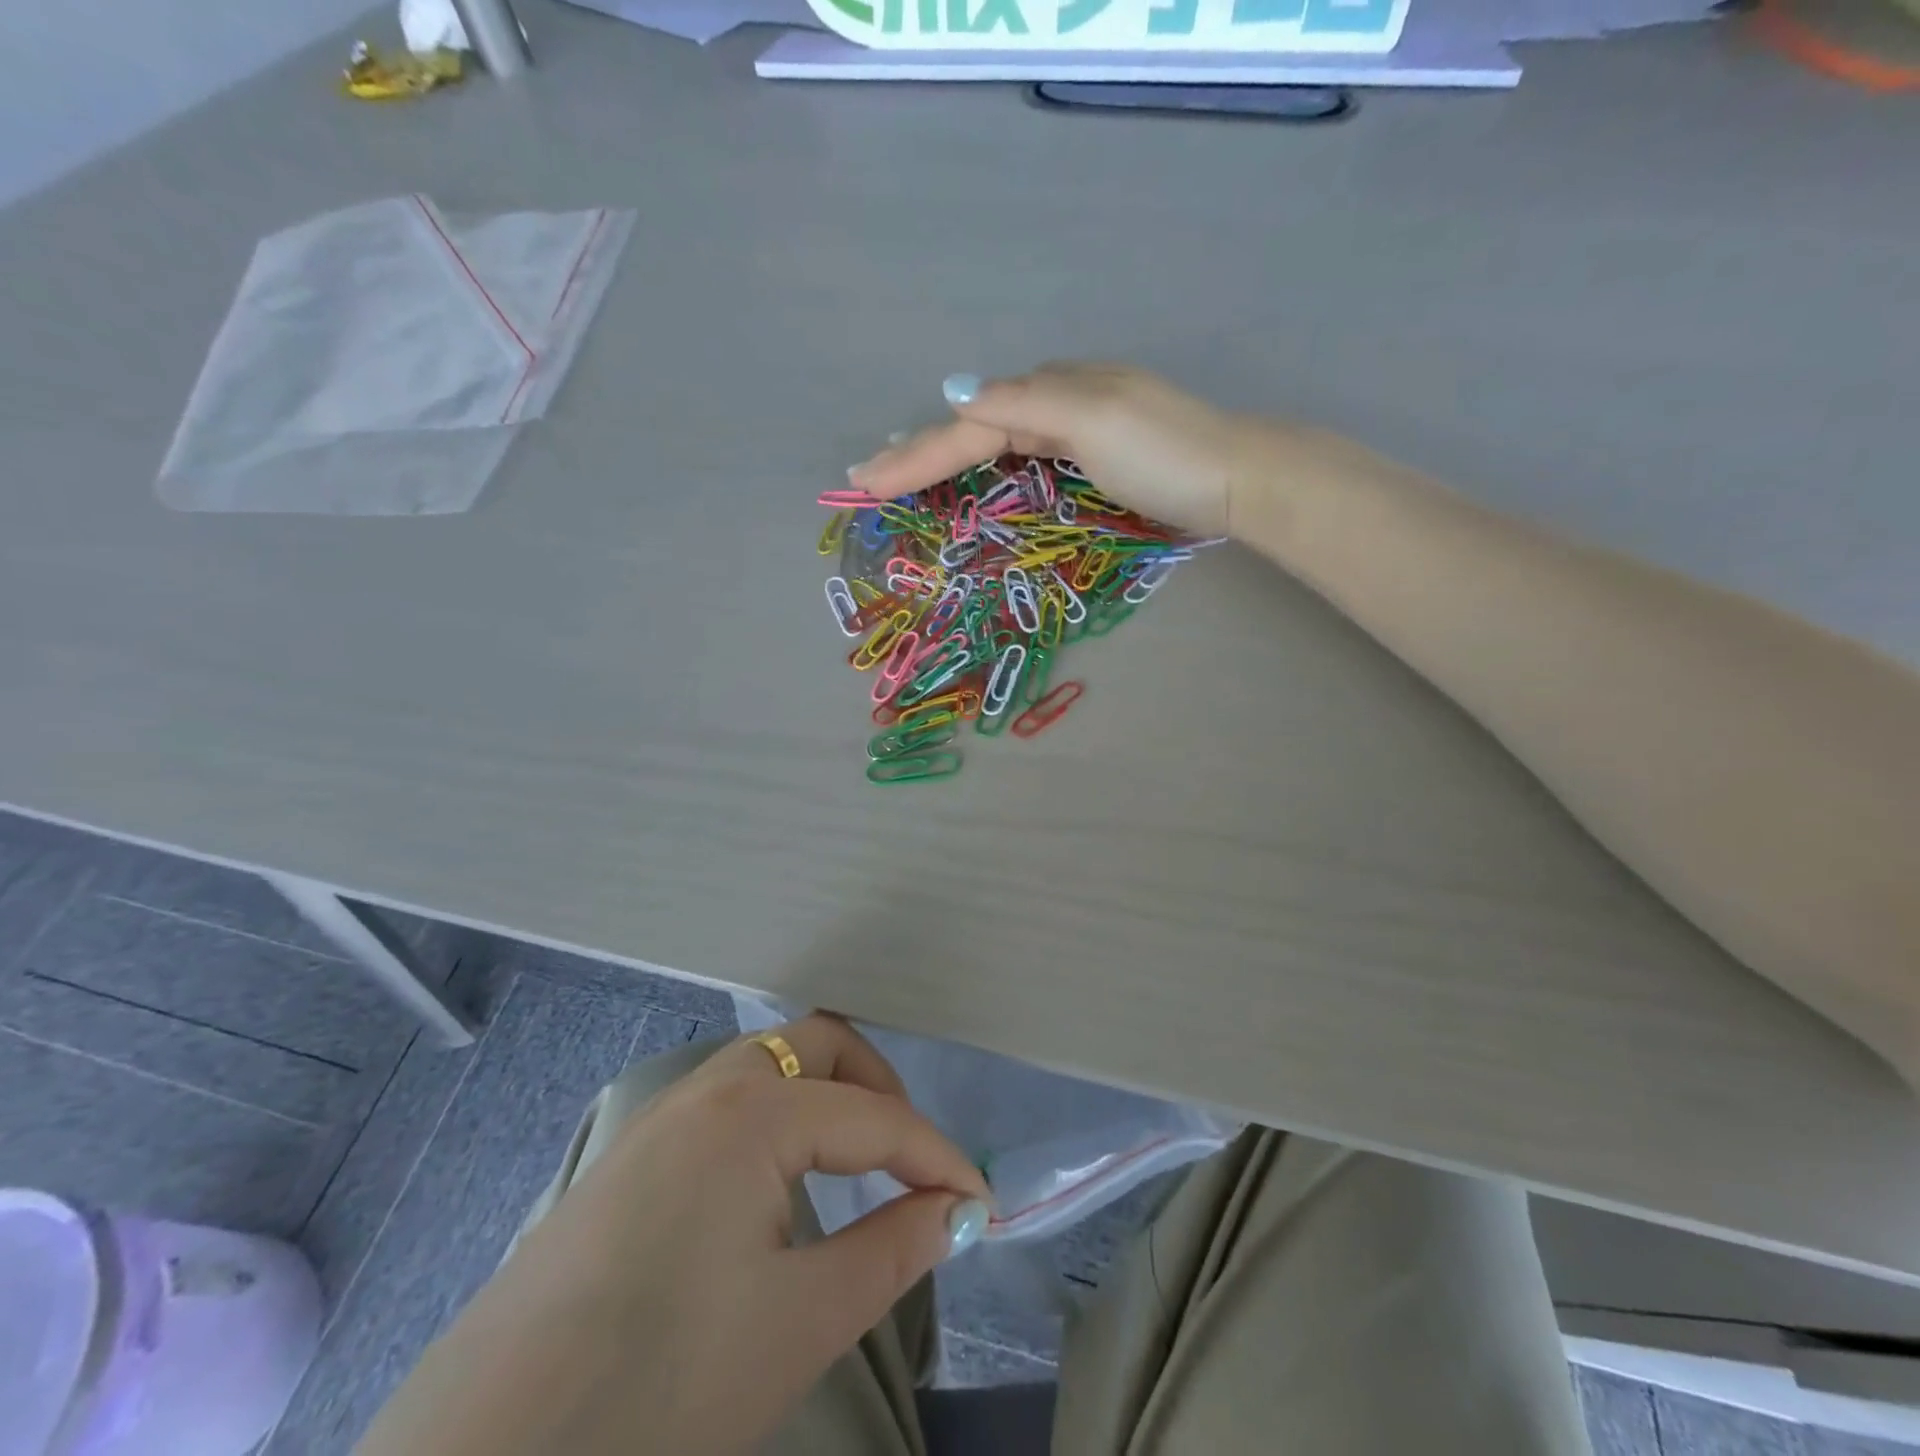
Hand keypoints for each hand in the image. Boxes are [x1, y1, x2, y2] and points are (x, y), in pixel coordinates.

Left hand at [359, 1015, 991, 1455]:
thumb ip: (893, 1251)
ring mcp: (661, 1117)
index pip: (875, 1118)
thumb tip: (956, 1212)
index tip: (981, 1203)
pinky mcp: (631, 1155)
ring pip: (769, 1065)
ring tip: (856, 1163)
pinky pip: (728, 1099)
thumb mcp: (800, 1323)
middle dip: (878, 1089)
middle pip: (818, 1046)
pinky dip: (778, 1116)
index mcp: (753, 1112)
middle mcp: (708, 1089)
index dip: (937, 1157)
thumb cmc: (660, 1386)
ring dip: (825, 1095)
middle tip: (910, 1158)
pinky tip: (779, 1182)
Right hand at [848, 363, 1254, 537]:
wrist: (1239, 476)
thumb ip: (1025, 405)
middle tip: (870, 472)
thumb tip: (958, 394)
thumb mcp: (1092, 419)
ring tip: (906, 469)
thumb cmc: (1166, 453)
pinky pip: (1023, 451)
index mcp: (1050, 389)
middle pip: (974, 426)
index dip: (916, 453)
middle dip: (920, 449)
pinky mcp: (1095, 452)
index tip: (866, 481)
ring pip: (996, 437)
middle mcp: (1058, 400)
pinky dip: (988, 461)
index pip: (967, 425)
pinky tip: (978, 465)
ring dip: (947, 453)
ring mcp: (1078, 425)